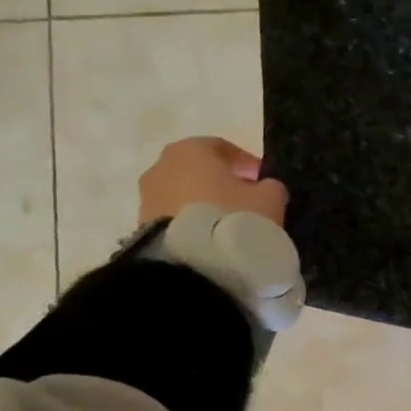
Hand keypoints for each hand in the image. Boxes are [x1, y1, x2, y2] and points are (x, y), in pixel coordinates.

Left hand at [138, 137, 288, 227]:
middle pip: (197, 170)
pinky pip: (172, 217)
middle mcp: (162, 165)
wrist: (192, 262)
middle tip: (245, 201)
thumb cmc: (233, 216)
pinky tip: (210, 239)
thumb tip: (265, 187)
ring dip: (203, 204)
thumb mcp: (269, 198)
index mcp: (191, 149)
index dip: (245, 163)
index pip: (221, 148)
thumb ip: (270, 187)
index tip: (262, 180)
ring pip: (182, 194)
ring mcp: (147, 196)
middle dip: (220, 182)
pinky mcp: (141, 226)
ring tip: (227, 225)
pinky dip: (190, 223)